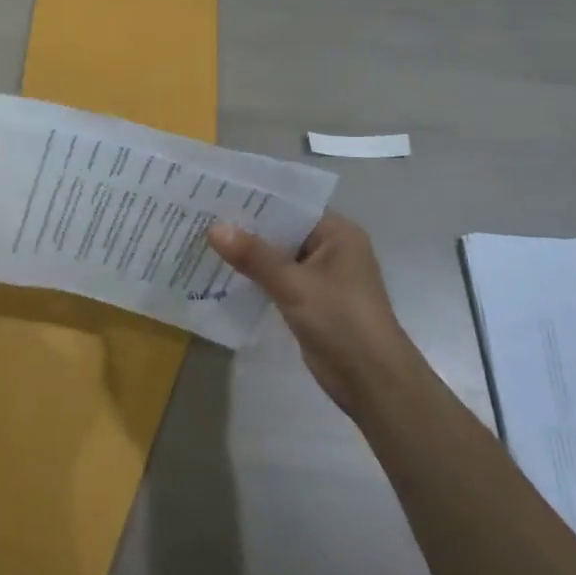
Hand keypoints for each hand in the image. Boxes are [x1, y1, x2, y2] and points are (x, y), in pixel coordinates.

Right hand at [207, 212, 418, 411]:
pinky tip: (223, 274)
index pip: (292, 205)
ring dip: (249, 255)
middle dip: (247, 228)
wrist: (372, 381)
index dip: (257, 200)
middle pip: (283, 231)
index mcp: (338, 234)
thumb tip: (214, 228)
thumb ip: (253, 256)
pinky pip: (278, 281)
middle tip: (203, 216)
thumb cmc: (341, 320)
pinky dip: (256, 278)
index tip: (219, 194)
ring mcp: (321, 278)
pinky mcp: (311, 302)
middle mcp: (332, 249)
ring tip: (205, 241)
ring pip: (278, 257)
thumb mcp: (294, 284)